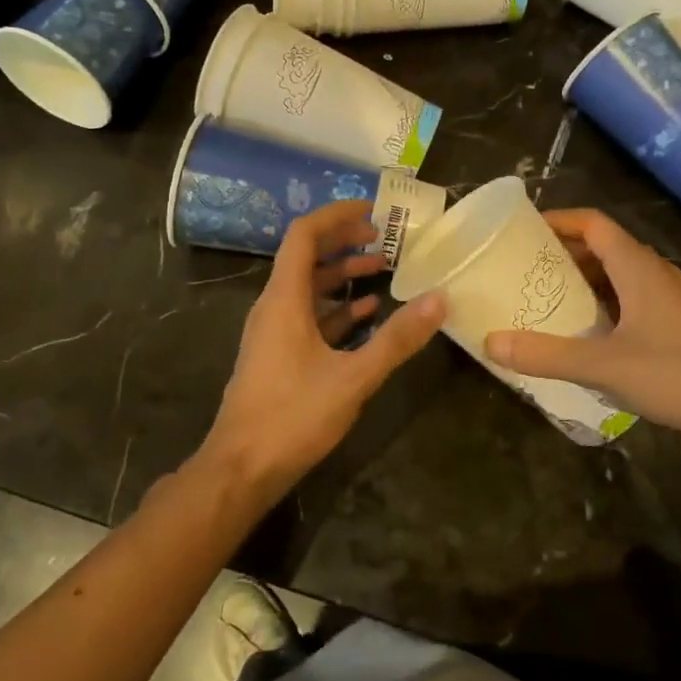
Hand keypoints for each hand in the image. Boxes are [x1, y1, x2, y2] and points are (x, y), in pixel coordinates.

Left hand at [198, 200, 444, 500]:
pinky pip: (310, 317)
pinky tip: (368, 313)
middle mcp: (275, 306)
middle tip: (385, 237)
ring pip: (309, 288)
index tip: (373, 210)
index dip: (337, 215)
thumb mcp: (353, 377)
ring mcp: (275, 332)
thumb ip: (397, 339)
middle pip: (307, 256)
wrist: (241, 470)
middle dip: (345, 241)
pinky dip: (337, 308)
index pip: (304, 235)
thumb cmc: (292, 416)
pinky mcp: (279, 355)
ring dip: (343, 274)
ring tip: (384, 268)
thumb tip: (439, 299)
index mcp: (284, 299)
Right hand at [482, 209, 680, 449]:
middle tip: (524, 268)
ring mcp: (670, 297)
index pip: (593, 223)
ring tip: (546, 297)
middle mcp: (654, 272)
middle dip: (563, 252)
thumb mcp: (604, 366)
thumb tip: (491, 342)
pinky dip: (604, 301)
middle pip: (603, 245)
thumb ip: (546, 354)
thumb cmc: (677, 374)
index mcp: (637, 266)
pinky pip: (631, 296)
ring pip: (618, 273)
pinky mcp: (678, 322)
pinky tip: (587, 331)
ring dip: (584, 278)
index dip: (559, 220)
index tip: (524, 230)